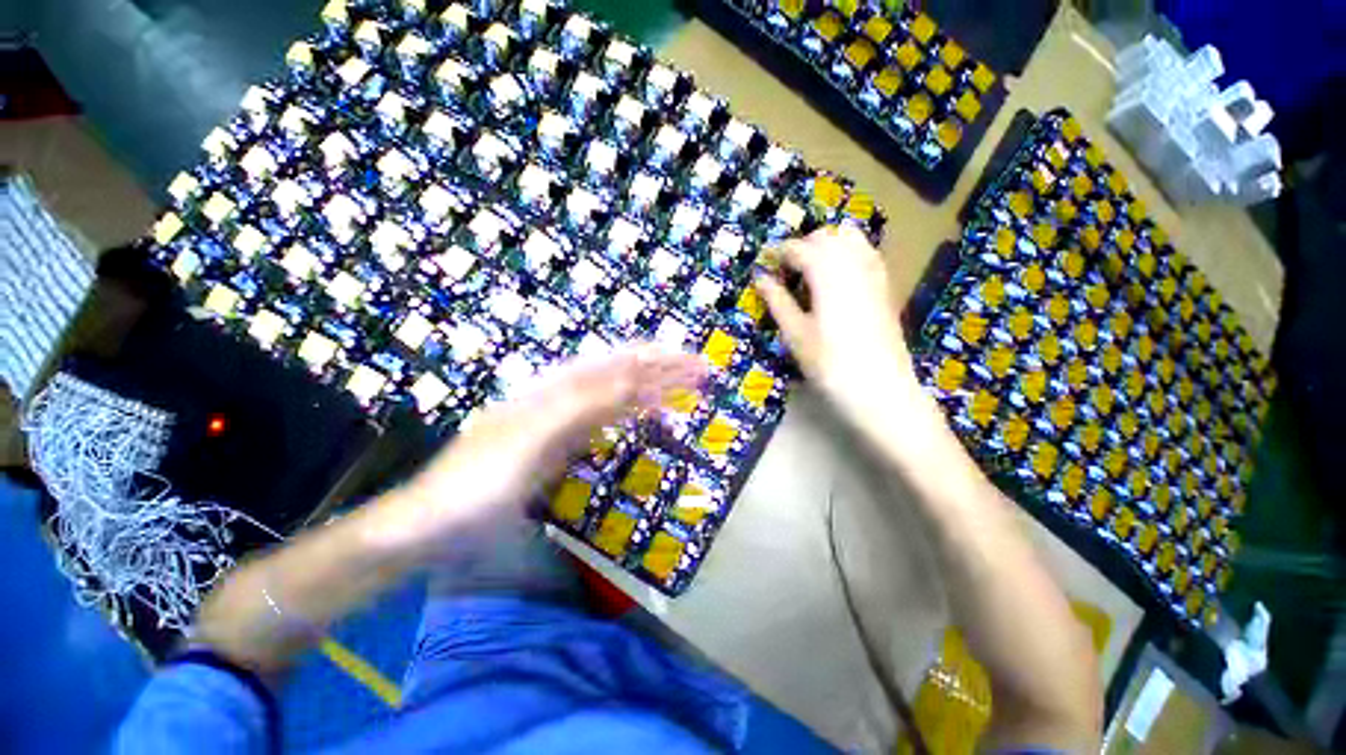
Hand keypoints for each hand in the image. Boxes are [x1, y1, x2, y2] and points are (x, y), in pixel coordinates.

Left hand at [370, 345, 707, 555]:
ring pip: (616, 397)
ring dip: (651, 391)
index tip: (694, 362)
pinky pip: (605, 424)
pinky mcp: (561, 446)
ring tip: (684, 390)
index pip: (618, 363)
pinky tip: (646, 416)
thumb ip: (583, 405)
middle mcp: (561, 396)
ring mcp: (562, 422)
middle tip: (702, 373)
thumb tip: (635, 375)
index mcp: (554, 389)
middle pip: (622, 374)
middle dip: (662, 370)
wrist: (431, 527)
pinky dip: (631, 418)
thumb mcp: (531, 440)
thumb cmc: (476, 484)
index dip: (657, 359)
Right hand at [754, 225, 922, 437]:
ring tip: (809, 273)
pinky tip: (835, 280)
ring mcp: (875, 272)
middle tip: (785, 272)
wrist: (881, 390)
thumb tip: (760, 277)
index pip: (798, 248)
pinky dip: (847, 255)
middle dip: (802, 246)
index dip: (777, 253)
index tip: (763, 265)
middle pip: (826, 236)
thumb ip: (777, 300)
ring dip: (826, 246)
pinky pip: (866, 254)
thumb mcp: (795, 334)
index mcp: (828, 272)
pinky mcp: (886, 286)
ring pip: (850, 239)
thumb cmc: (830, 364)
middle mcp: (855, 262)